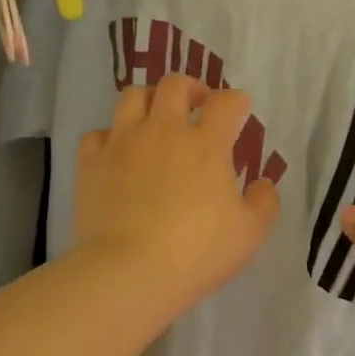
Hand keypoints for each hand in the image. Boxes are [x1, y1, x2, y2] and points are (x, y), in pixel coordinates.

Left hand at [72, 76, 280, 315]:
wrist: (129, 271)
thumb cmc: (197, 252)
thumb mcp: (249, 234)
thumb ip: (263, 203)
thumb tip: (262, 184)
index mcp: (206, 144)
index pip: (226, 103)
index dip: (236, 102)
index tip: (239, 111)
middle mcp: (163, 130)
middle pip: (175, 85)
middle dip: (191, 88)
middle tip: (197, 106)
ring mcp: (123, 142)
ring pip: (132, 96)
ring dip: (149, 100)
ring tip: (155, 119)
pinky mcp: (91, 162)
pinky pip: (98, 133)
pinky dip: (110, 137)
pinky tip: (117, 152)